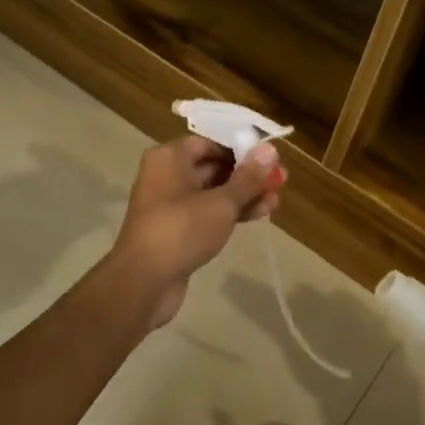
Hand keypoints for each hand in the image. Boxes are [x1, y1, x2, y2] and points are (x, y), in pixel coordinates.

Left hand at [111, 135, 286, 326]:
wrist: (144, 281)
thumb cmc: (181, 230)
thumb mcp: (221, 202)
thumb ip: (248, 177)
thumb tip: (270, 149)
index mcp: (169, 157)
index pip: (209, 142)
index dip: (240, 148)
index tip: (269, 158)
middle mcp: (166, 175)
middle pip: (212, 167)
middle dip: (247, 175)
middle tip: (280, 180)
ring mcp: (169, 204)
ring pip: (212, 192)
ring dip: (243, 195)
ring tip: (276, 200)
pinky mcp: (175, 230)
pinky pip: (206, 213)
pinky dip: (230, 213)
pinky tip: (259, 215)